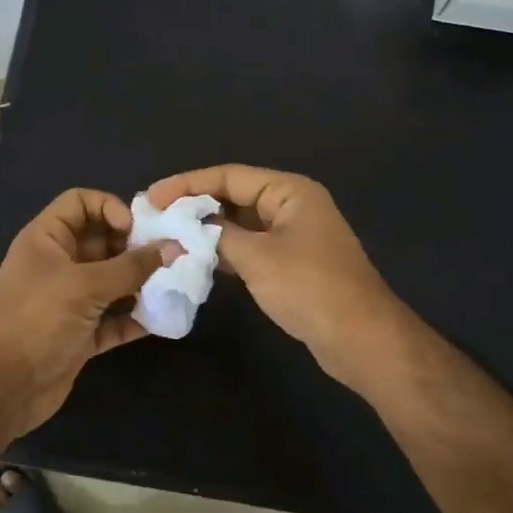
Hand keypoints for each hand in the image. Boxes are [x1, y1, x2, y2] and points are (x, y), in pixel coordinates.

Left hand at [0, 188, 170, 435]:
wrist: (2, 387)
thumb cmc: (37, 320)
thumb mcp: (85, 286)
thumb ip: (131, 267)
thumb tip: (173, 247)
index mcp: (47, 239)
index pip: (80, 203)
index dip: (110, 207)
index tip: (136, 230)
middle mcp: (58, 265)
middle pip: (102, 242)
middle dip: (135, 248)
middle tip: (169, 258)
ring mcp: (69, 301)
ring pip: (111, 282)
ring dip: (140, 284)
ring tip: (175, 285)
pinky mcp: (80, 335)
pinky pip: (113, 319)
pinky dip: (134, 318)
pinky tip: (163, 318)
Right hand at [145, 165, 403, 384]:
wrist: (360, 337)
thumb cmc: (309, 288)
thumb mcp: (257, 257)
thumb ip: (217, 237)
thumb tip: (187, 229)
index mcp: (289, 191)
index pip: (229, 176)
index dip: (187, 184)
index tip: (152, 197)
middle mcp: (292, 205)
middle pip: (234, 196)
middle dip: (195, 206)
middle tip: (155, 218)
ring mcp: (293, 235)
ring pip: (241, 223)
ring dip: (208, 230)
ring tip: (168, 237)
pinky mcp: (291, 263)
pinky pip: (250, 246)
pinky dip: (225, 251)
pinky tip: (197, 259)